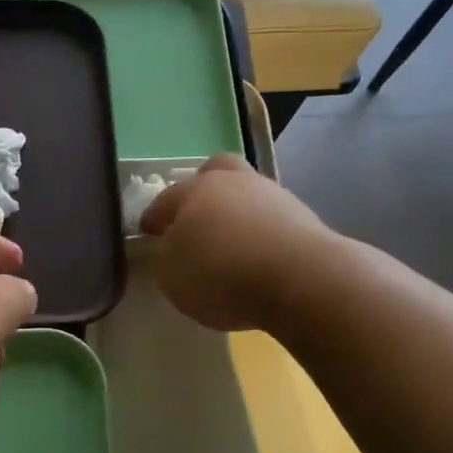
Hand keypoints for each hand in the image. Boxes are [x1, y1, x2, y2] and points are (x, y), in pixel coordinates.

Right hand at [139, 154, 335, 330]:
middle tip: (195, 220)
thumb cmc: (222, 274)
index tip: (148, 233)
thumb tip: (171, 248)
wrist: (302, 279)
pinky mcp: (304, 218)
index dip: (153, 217)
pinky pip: (271, 220)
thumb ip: (165, 258)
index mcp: (194, 190)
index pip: (165, 200)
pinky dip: (261, 234)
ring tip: (231, 246)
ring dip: (237, 213)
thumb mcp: (171, 276)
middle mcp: (234, 182)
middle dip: (202, 191)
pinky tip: (258, 258)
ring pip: (247, 194)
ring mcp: (274, 196)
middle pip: (214, 172)